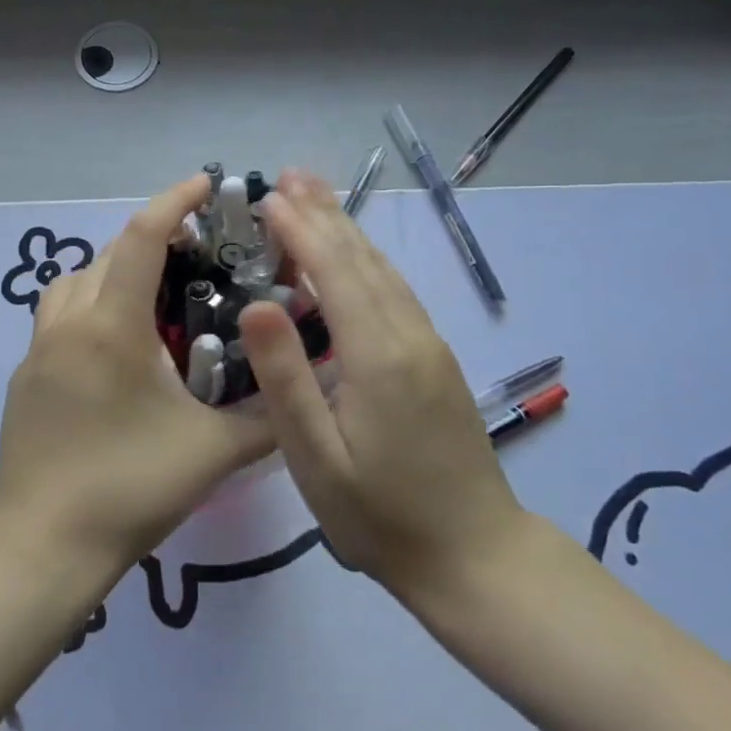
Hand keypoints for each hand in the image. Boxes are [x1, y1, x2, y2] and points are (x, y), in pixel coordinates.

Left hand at [0, 174, 273, 577]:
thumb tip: (305, 385)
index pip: (143, 237)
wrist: (41, 546)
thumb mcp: (213, 452)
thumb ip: (267, 416)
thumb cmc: (129, 488)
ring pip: (76, 279)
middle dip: (153, 236)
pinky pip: (60, 313)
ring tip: (155, 294)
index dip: (175, 201)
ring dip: (115, 268)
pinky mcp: (26, 374)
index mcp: (112, 326)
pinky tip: (119, 345)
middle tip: (198, 252)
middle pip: (110, 252)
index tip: (207, 184)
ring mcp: (38, 348)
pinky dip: (92, 302)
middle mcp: (69, 322)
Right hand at [237, 169, 525, 613]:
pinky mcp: (435, 360)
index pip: (334, 271)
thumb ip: (286, 378)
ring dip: (346, 229)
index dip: (300, 229)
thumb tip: (257, 304)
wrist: (474, 556)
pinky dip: (366, 261)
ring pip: (383, 271)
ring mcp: (429, 345)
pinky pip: (395, 292)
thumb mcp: (315, 458)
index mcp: (378, 354)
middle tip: (289, 174)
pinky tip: (354, 256)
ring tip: (315, 196)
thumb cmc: (380, 514)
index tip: (267, 197)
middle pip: (362, 258)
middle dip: (324, 213)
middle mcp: (409, 335)